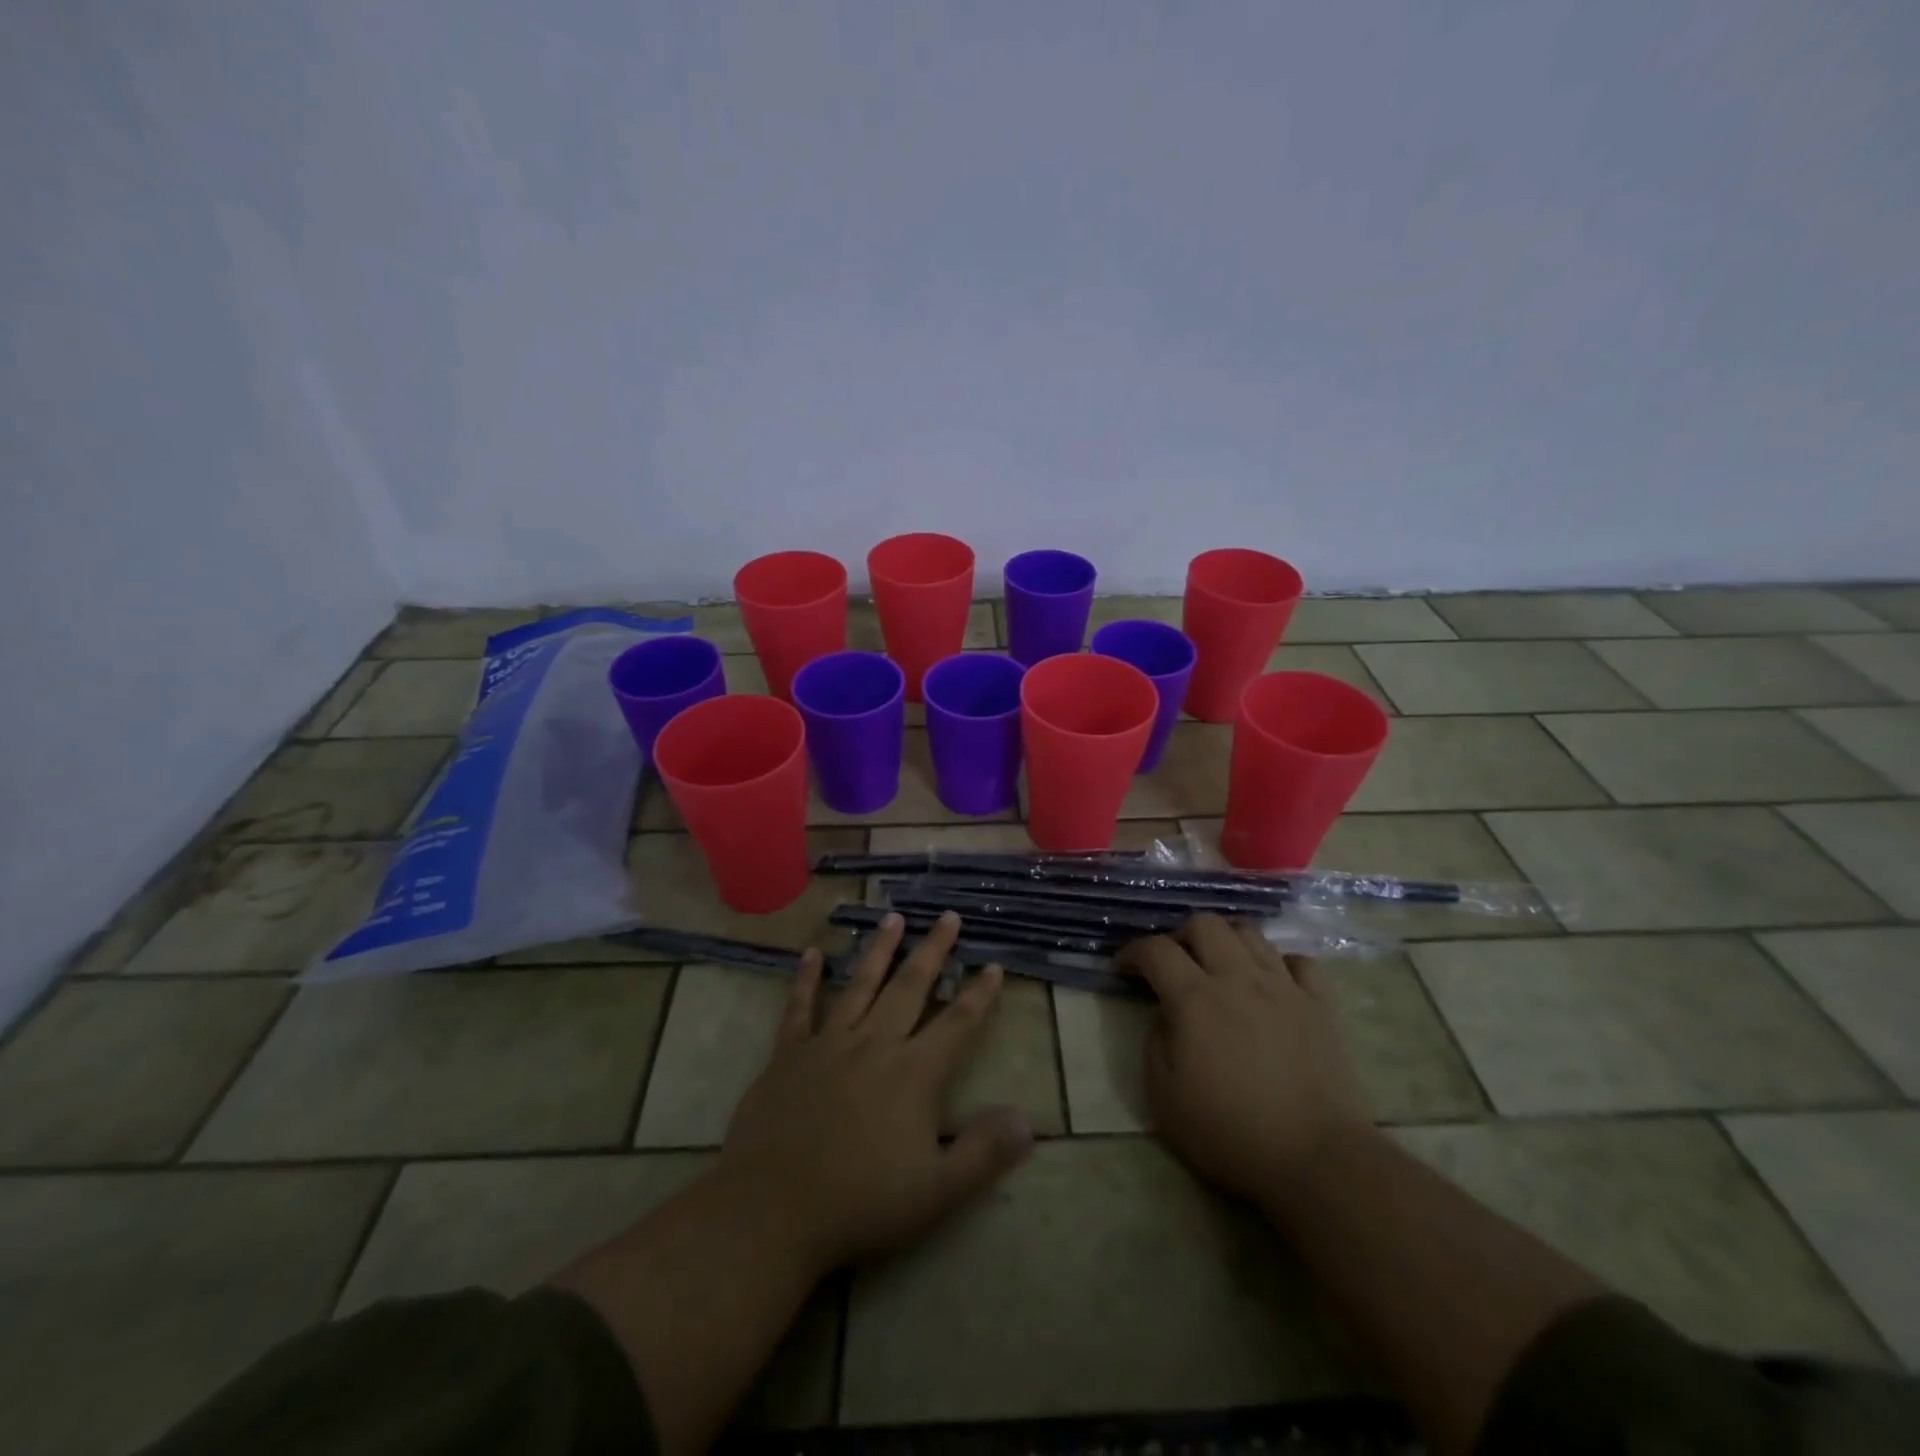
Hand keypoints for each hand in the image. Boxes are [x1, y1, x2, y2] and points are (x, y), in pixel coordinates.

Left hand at [715, 912, 1033, 1275]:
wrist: (771, 1213)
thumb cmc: (859, 1204)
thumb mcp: (936, 1192)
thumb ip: (983, 1153)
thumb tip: (1027, 1121)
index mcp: (912, 1073)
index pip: (957, 1023)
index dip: (979, 994)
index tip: (993, 965)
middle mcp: (874, 1044)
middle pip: (910, 987)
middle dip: (933, 951)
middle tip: (947, 917)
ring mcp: (827, 1044)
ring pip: (860, 985)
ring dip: (880, 950)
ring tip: (894, 917)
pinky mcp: (787, 1055)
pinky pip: (799, 1008)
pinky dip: (805, 979)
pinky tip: (811, 954)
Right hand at [1118, 914, 1372, 1209]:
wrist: (1317, 1159)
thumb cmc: (1230, 1133)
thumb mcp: (1164, 1097)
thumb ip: (1154, 1043)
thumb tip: (1164, 1015)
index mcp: (1195, 998)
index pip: (1155, 950)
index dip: (1132, 952)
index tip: (1122, 970)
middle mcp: (1238, 978)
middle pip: (1205, 924)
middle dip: (1180, 935)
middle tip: (1173, 964)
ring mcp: (1284, 987)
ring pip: (1250, 933)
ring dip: (1226, 941)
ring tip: (1218, 968)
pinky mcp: (1320, 1005)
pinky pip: (1299, 962)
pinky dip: (1279, 964)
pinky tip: (1271, 983)